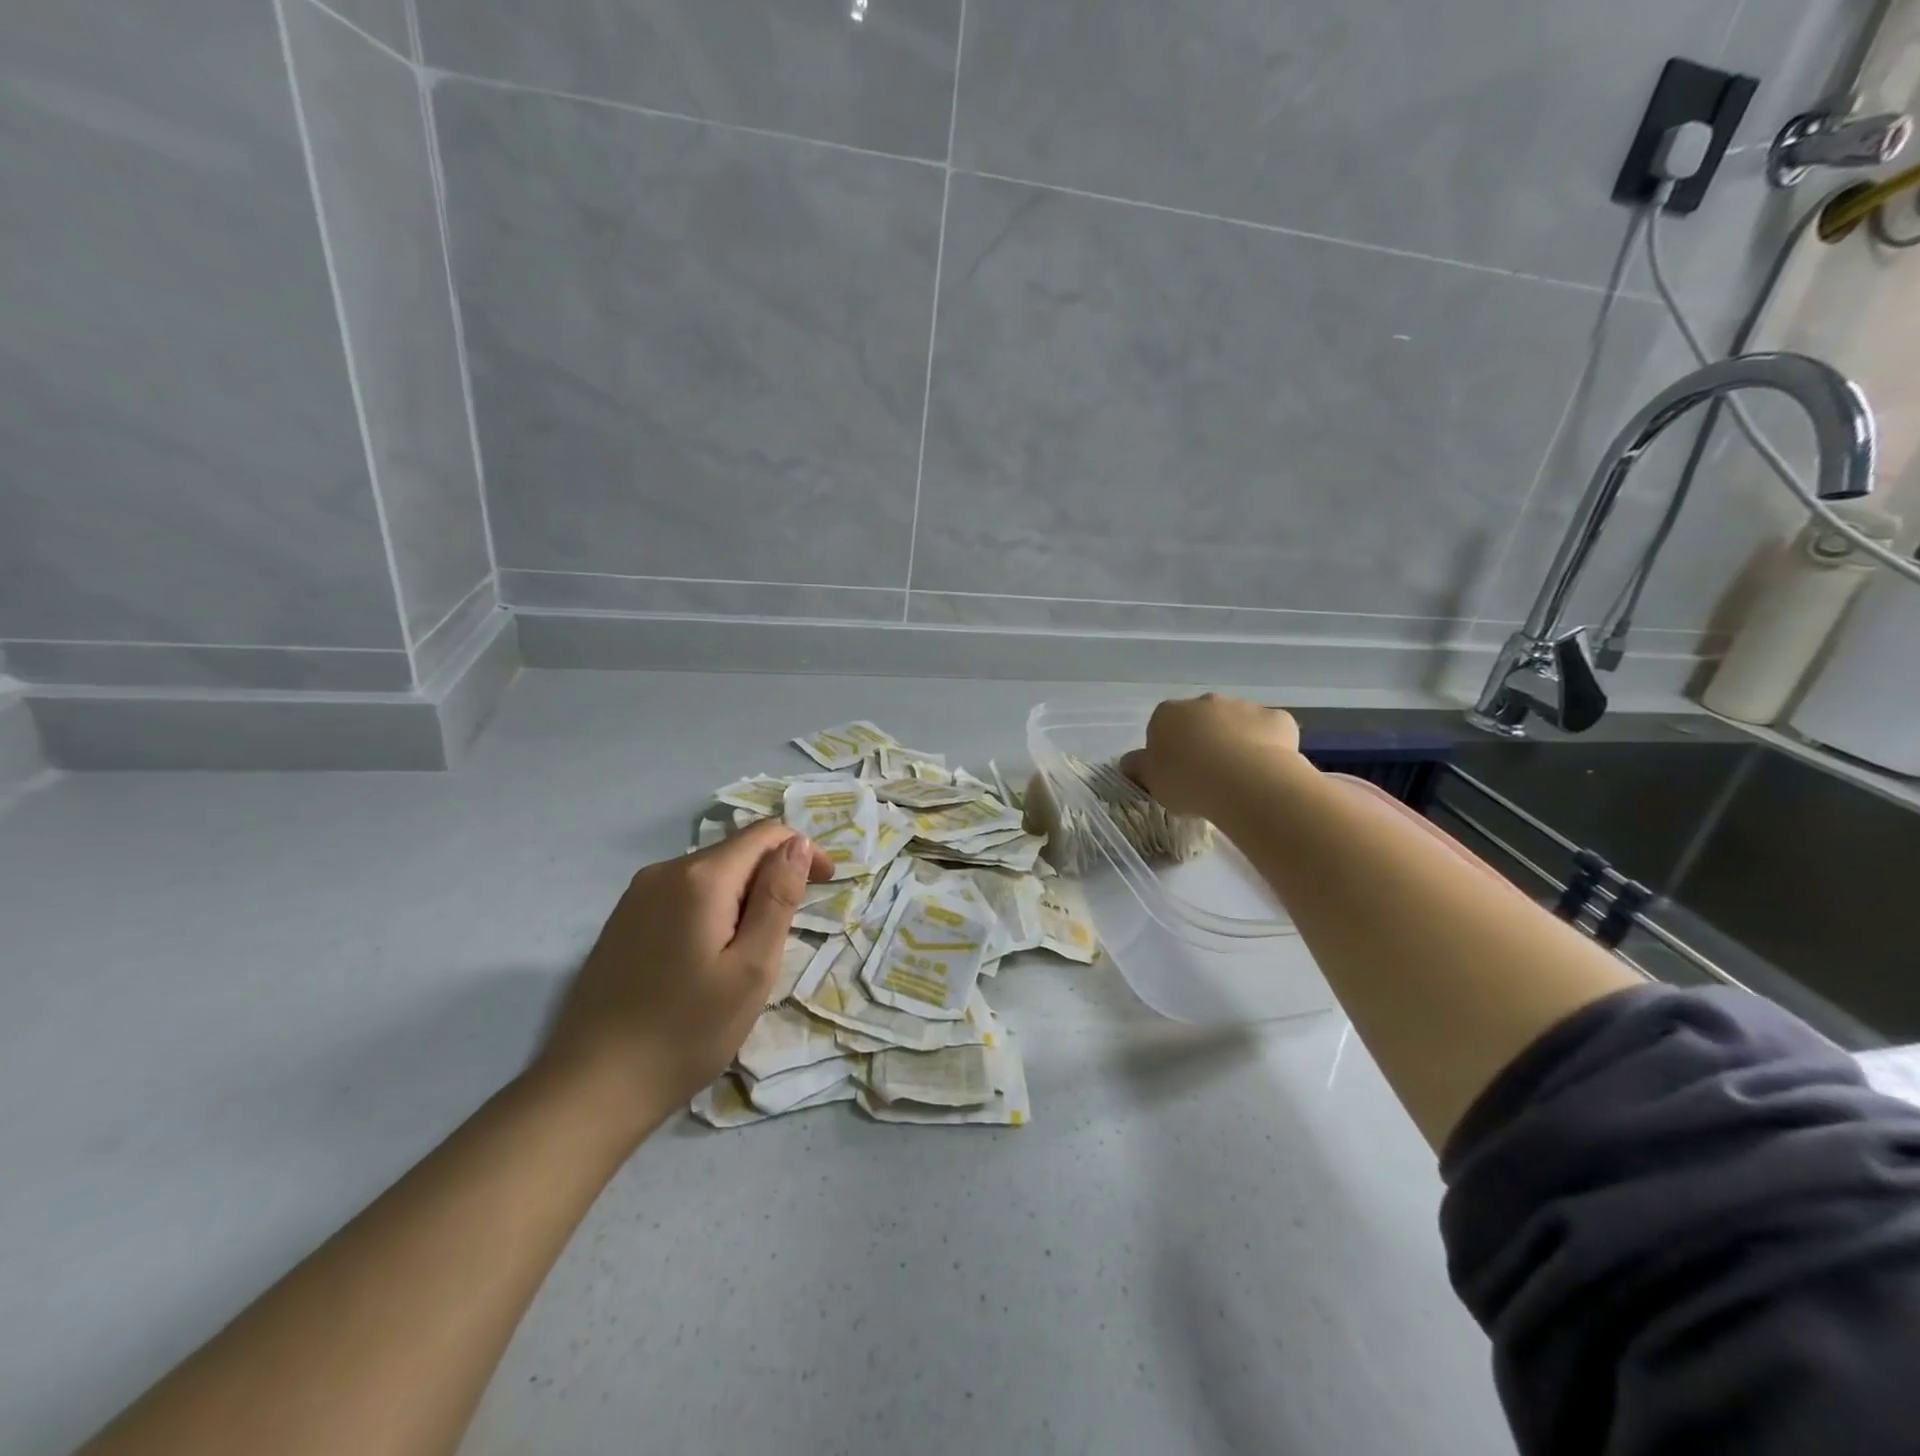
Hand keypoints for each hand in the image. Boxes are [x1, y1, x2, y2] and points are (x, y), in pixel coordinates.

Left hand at [537, 821, 832, 1127]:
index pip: (765, 835)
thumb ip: (778, 897)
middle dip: (771, 878)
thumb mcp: (752, 968)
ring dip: (742, 896)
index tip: (826, 885)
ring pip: (710, 874)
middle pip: (736, 852)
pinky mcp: (622, 919)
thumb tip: (798, 843)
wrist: (592, 1086)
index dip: (803, 850)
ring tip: (747, 954)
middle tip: (785, 937)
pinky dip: (711, 909)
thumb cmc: (687, 1031)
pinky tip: (707, 957)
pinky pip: (682, 894)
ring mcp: (637, 894)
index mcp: (701, 878)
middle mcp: (665, 871)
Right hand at [1121, 693, 1301, 818]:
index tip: (1176, 774)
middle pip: (1201, 721)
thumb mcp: (1150, 781)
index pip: (1162, 727)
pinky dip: (1268, 747)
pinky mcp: (1278, 719)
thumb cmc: (1187, 781)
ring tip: (1239, 779)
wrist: (1245, 782)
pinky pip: (1270, 733)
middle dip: (1204, 741)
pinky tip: (1267, 772)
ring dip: (1236, 742)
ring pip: (1237, 724)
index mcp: (1168, 714)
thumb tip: (1130, 762)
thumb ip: (1138, 768)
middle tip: (1207, 776)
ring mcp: (1244, 706)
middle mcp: (1205, 702)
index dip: (1169, 751)